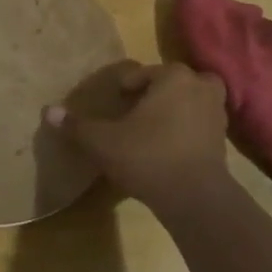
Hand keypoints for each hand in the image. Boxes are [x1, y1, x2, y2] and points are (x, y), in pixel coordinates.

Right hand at [45, 60, 230, 210]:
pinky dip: (185, 130)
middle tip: (132, 114)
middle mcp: (200, 87)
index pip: (142, 73)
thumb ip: (77, 126)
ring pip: (190, 101)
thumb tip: (48, 111)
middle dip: (153, 94)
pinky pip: (198, 124)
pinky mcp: (222, 140)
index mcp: (173, 77)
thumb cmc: (147, 157)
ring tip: (150, 129)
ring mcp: (216, 113)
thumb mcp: (103, 142)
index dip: (123, 88)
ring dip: (173, 109)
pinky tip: (167, 148)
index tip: (112, 105)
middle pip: (171, 82)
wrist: (194, 197)